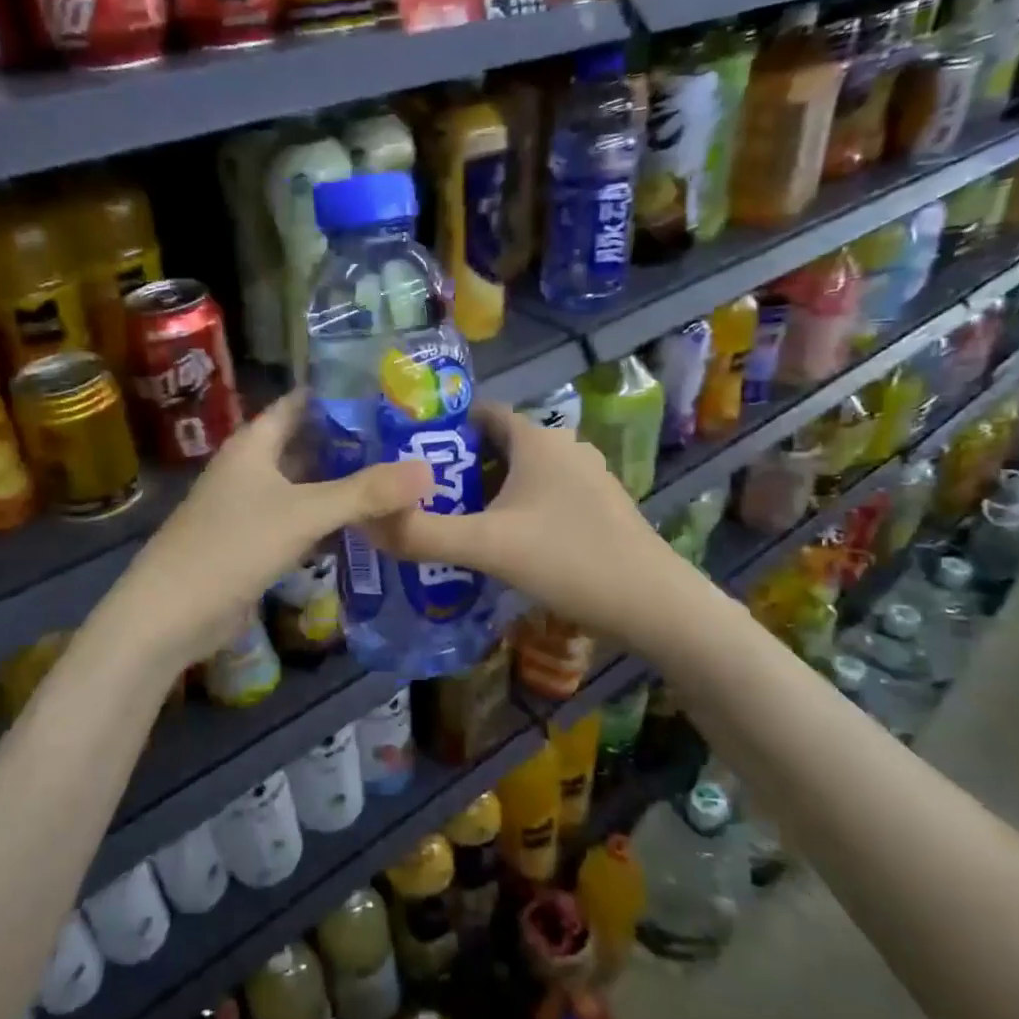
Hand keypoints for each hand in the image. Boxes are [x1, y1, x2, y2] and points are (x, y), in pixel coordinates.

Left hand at [110, 391, 434, 669]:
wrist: (171, 615)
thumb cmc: (233, 547)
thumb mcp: (304, 513)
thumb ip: (365, 493)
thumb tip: (428, 471)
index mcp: (255, 443)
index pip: (302, 402)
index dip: (342, 395)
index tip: (391, 393)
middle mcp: (253, 467)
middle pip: (309, 443)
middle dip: (354, 442)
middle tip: (410, 439)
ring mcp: (253, 506)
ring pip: (308, 484)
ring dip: (346, 483)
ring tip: (400, 477)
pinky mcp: (257, 541)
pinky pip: (302, 519)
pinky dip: (332, 519)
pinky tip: (368, 524)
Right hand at [367, 402, 682, 633]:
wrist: (654, 605)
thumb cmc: (568, 560)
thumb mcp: (486, 547)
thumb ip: (421, 534)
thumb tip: (365, 522)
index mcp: (537, 439)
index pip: (480, 413)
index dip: (441, 429)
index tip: (406, 456)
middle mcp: (564, 447)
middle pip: (498, 446)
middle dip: (457, 467)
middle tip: (419, 497)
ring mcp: (586, 478)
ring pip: (522, 474)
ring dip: (486, 492)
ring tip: (449, 521)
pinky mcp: (598, 507)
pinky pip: (543, 496)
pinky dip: (515, 509)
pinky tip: (499, 543)